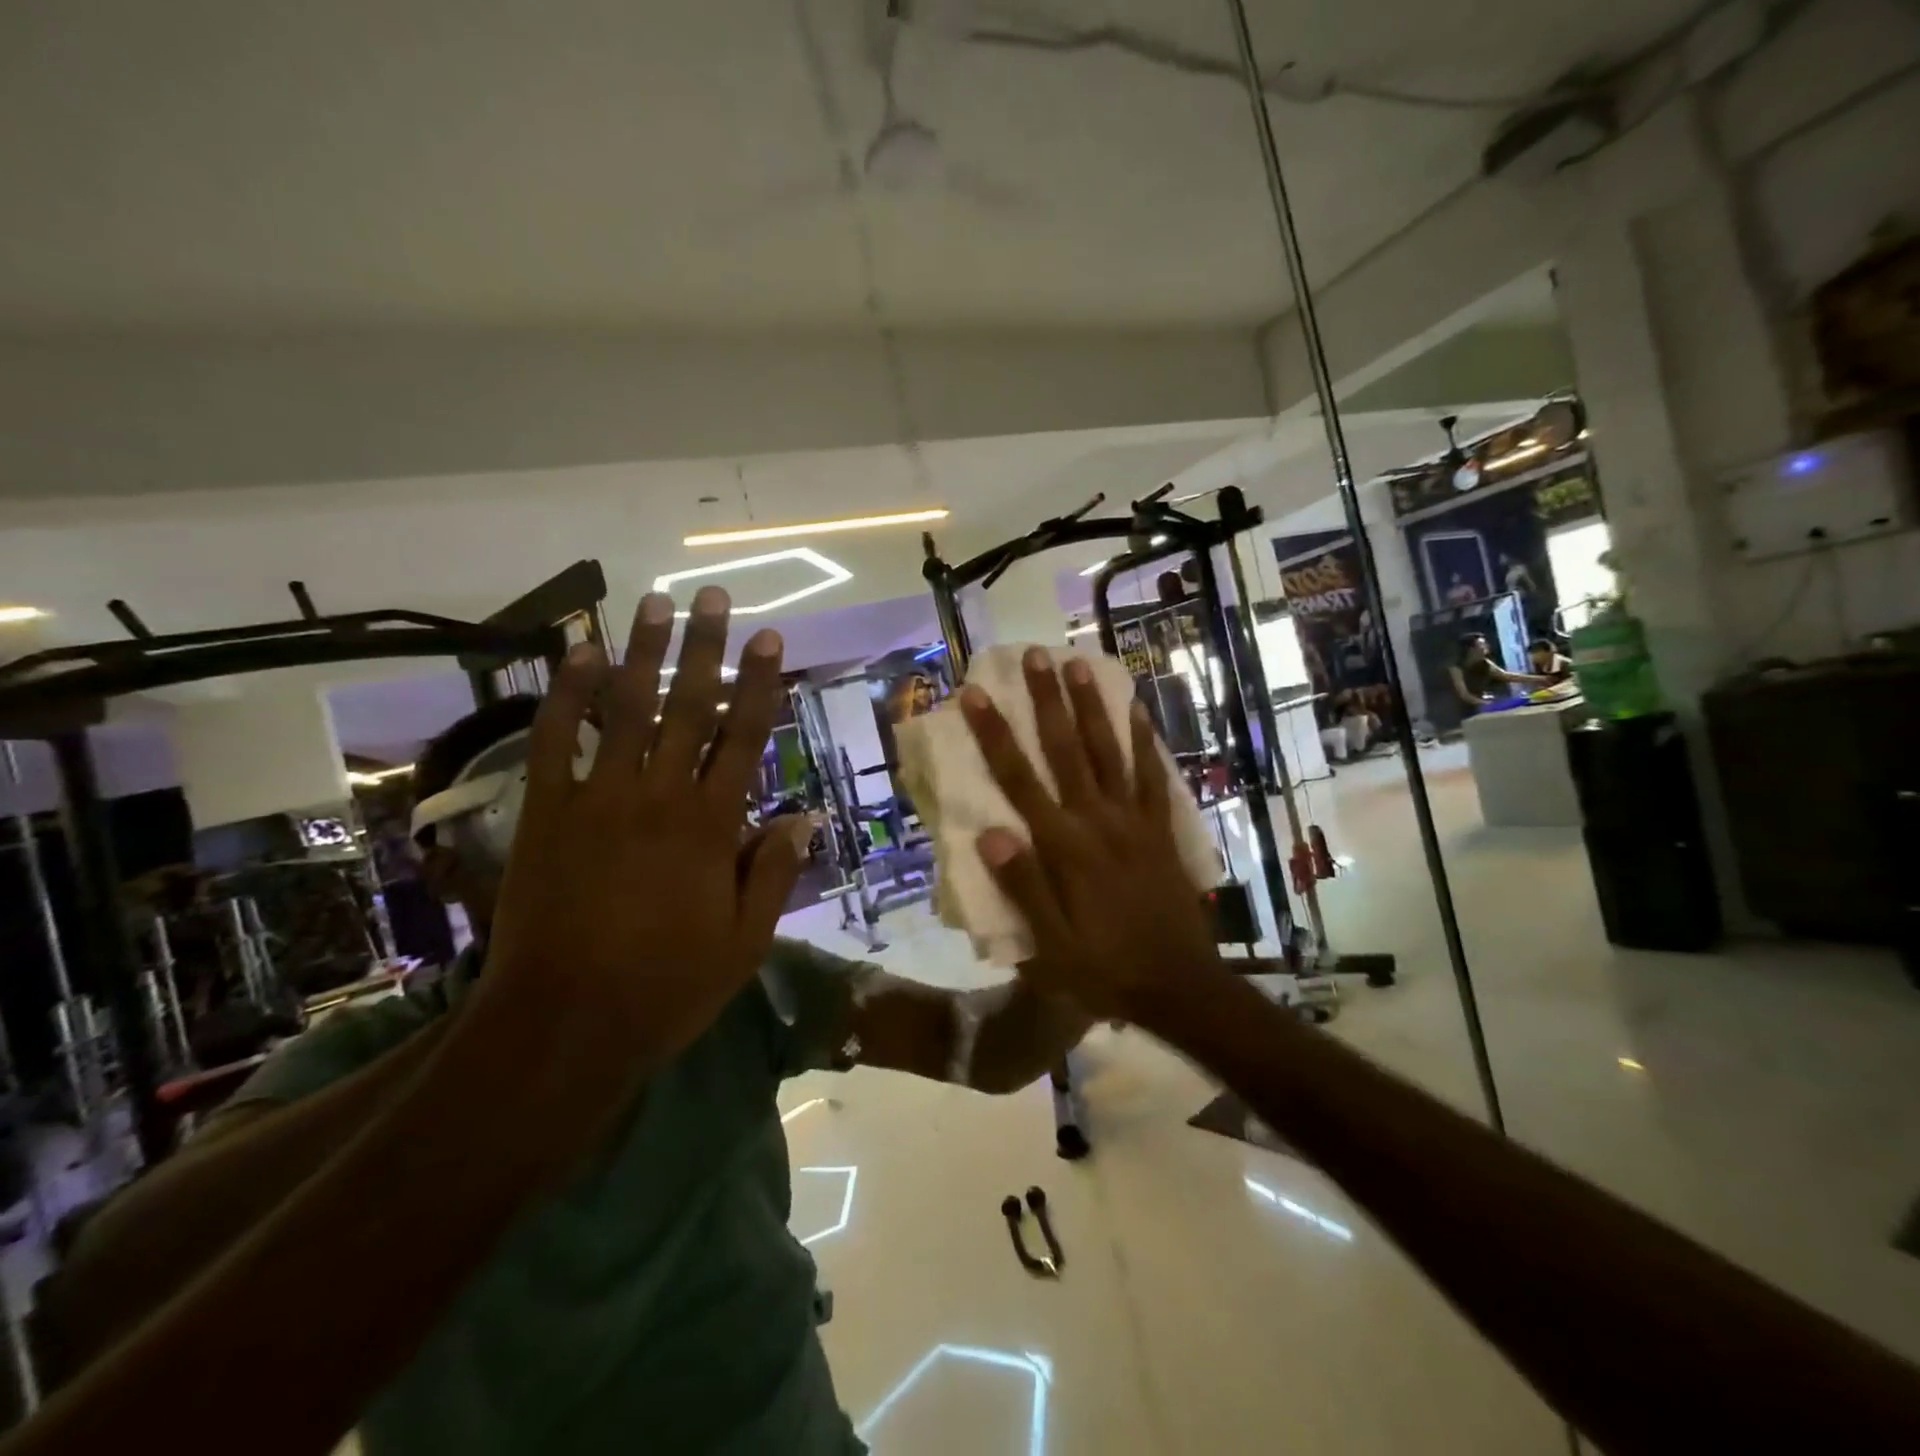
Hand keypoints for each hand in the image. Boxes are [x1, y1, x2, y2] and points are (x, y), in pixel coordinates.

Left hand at [480, 585, 805, 1064]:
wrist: (563, 1026)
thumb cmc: (666, 988)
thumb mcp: (745, 943)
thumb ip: (773, 873)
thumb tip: (803, 817)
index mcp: (711, 826)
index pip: (744, 738)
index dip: (761, 685)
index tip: (771, 640)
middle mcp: (659, 797)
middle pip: (689, 707)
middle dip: (705, 648)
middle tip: (713, 597)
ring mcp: (598, 799)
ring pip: (626, 710)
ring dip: (642, 653)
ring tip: (653, 603)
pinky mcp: (546, 813)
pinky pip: (554, 742)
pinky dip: (563, 697)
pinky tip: (576, 657)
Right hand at [961, 648, 1219, 1024]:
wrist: (1180, 986)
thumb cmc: (1104, 970)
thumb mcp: (1050, 947)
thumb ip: (1022, 887)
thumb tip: (989, 833)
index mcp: (1063, 846)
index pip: (1019, 779)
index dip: (995, 734)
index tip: (976, 695)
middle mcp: (1097, 820)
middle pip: (1066, 749)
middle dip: (1047, 700)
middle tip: (1035, 656)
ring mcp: (1133, 820)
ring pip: (1109, 751)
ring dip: (1092, 706)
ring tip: (1079, 664)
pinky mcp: (1160, 829)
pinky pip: (1153, 777)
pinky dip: (1145, 742)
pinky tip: (1138, 711)